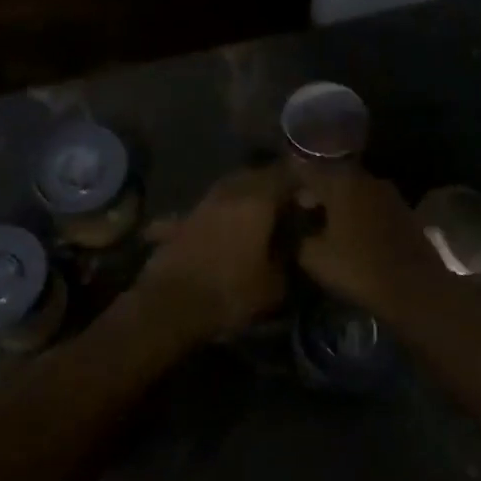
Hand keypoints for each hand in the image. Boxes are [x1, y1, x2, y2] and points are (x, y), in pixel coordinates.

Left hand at [138, 164, 293, 339]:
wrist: (170, 305)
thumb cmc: (229, 293)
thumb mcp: (274, 285)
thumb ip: (288, 258)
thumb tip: (293, 244)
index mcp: (257, 201)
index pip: (286, 175)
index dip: (301, 183)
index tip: (311, 196)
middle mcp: (229, 193)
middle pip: (255, 176)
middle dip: (272, 185)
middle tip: (286, 203)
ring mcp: (201, 204)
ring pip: (229, 188)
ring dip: (244, 196)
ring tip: (256, 216)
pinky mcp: (181, 220)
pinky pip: (208, 208)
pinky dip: (218, 214)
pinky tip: (220, 227)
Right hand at [287, 164, 466, 330]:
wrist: (415, 289)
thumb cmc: (358, 268)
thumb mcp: (312, 257)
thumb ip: (297, 235)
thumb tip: (295, 226)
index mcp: (340, 181)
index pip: (305, 170)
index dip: (289, 183)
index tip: (279, 197)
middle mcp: (365, 178)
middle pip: (331, 177)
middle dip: (315, 191)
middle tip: (300, 211)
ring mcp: (388, 193)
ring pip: (353, 190)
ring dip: (338, 202)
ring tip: (324, 224)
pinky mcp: (404, 210)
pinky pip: (370, 204)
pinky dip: (357, 213)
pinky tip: (350, 233)